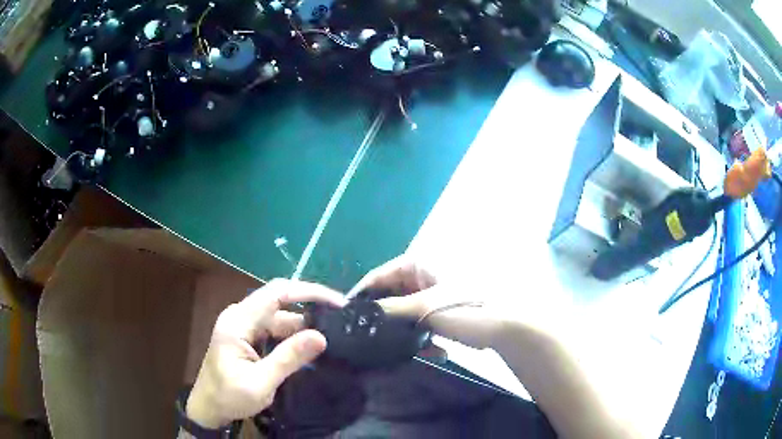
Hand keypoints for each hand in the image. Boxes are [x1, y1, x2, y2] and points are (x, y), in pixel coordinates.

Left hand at [186, 279, 346, 427]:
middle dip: (310, 308)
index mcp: (238, 322)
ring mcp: (243, 325)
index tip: (336, 302)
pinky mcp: (247, 336)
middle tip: (341, 320)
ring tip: (332, 335)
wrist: (208, 408)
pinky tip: (309, 345)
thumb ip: (288, 359)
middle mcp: (240, 316)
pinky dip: (293, 335)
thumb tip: (321, 336)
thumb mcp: (260, 383)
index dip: (307, 292)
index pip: (276, 293)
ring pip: (279, 317)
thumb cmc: (229, 397)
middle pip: (279, 302)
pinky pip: (274, 329)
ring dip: (303, 325)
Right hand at [350, 255, 512, 349]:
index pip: (379, 275)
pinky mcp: (441, 311)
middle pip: (391, 294)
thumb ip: (390, 309)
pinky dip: (421, 336)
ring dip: (403, 330)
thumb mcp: (424, 308)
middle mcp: (423, 275)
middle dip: (383, 316)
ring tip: (399, 349)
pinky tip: (430, 351)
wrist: (505, 326)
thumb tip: (362, 313)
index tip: (347, 316)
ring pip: (405, 311)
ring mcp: (432, 294)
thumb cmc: (466, 308)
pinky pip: (420, 322)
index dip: (362, 294)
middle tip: (368, 336)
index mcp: (419, 264)